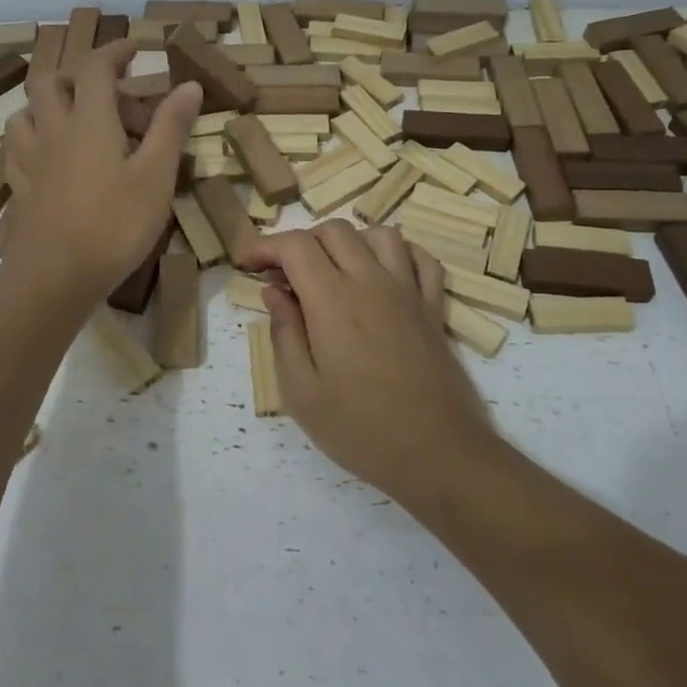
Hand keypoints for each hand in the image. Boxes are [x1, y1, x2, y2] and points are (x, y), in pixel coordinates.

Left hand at [0, 39, 201, 296]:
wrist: (55, 276)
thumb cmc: (114, 224)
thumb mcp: (156, 176)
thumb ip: (171, 127)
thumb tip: (189, 84)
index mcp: (90, 121)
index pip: (96, 67)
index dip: (115, 51)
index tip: (135, 48)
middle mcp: (54, 131)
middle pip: (50, 82)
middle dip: (76, 73)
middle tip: (103, 85)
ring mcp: (31, 161)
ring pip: (25, 114)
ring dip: (46, 104)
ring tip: (69, 117)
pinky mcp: (21, 190)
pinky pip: (17, 151)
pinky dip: (32, 141)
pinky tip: (45, 157)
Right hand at [246, 221, 492, 502]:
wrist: (438, 454)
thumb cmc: (360, 429)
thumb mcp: (301, 392)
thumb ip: (285, 333)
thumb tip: (274, 292)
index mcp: (333, 300)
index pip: (295, 245)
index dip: (266, 245)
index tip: (248, 264)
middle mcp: (372, 282)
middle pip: (334, 231)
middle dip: (301, 242)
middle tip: (285, 277)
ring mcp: (408, 291)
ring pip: (379, 234)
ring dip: (349, 242)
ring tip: (333, 272)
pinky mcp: (433, 308)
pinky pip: (421, 259)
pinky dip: (398, 253)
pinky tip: (382, 274)